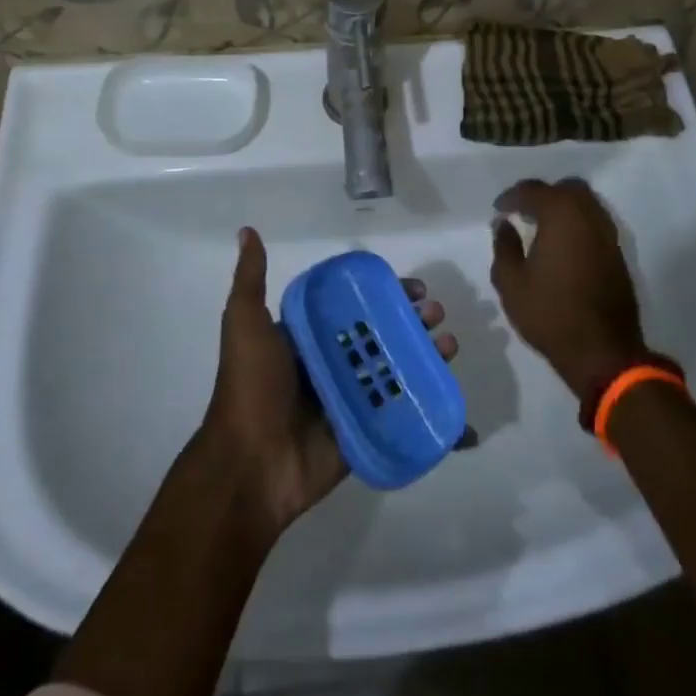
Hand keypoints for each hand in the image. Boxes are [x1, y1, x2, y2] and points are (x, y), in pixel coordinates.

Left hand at [199, 228, 456, 537]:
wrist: (250, 465)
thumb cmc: (251, 386)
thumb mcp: (245, 324)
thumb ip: (251, 280)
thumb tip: (247, 231)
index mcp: (310, 338)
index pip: (356, 307)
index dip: (386, 295)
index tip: (414, 289)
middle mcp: (332, 363)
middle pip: (383, 335)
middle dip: (413, 322)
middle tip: (436, 315)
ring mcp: (350, 399)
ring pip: (396, 370)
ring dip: (426, 355)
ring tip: (448, 345)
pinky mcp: (364, 431)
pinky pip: (399, 412)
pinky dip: (426, 402)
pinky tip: (450, 390)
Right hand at [490, 178, 645, 398]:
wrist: (604, 352)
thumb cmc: (551, 314)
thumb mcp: (511, 283)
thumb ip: (504, 246)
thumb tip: (504, 224)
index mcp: (561, 215)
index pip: (533, 190)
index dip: (512, 197)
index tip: (499, 209)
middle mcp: (589, 215)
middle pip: (566, 188)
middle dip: (543, 195)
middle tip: (523, 212)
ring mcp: (608, 234)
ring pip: (586, 204)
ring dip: (564, 208)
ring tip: (542, 227)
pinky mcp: (618, 253)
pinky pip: (595, 223)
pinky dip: (578, 224)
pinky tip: (563, 245)